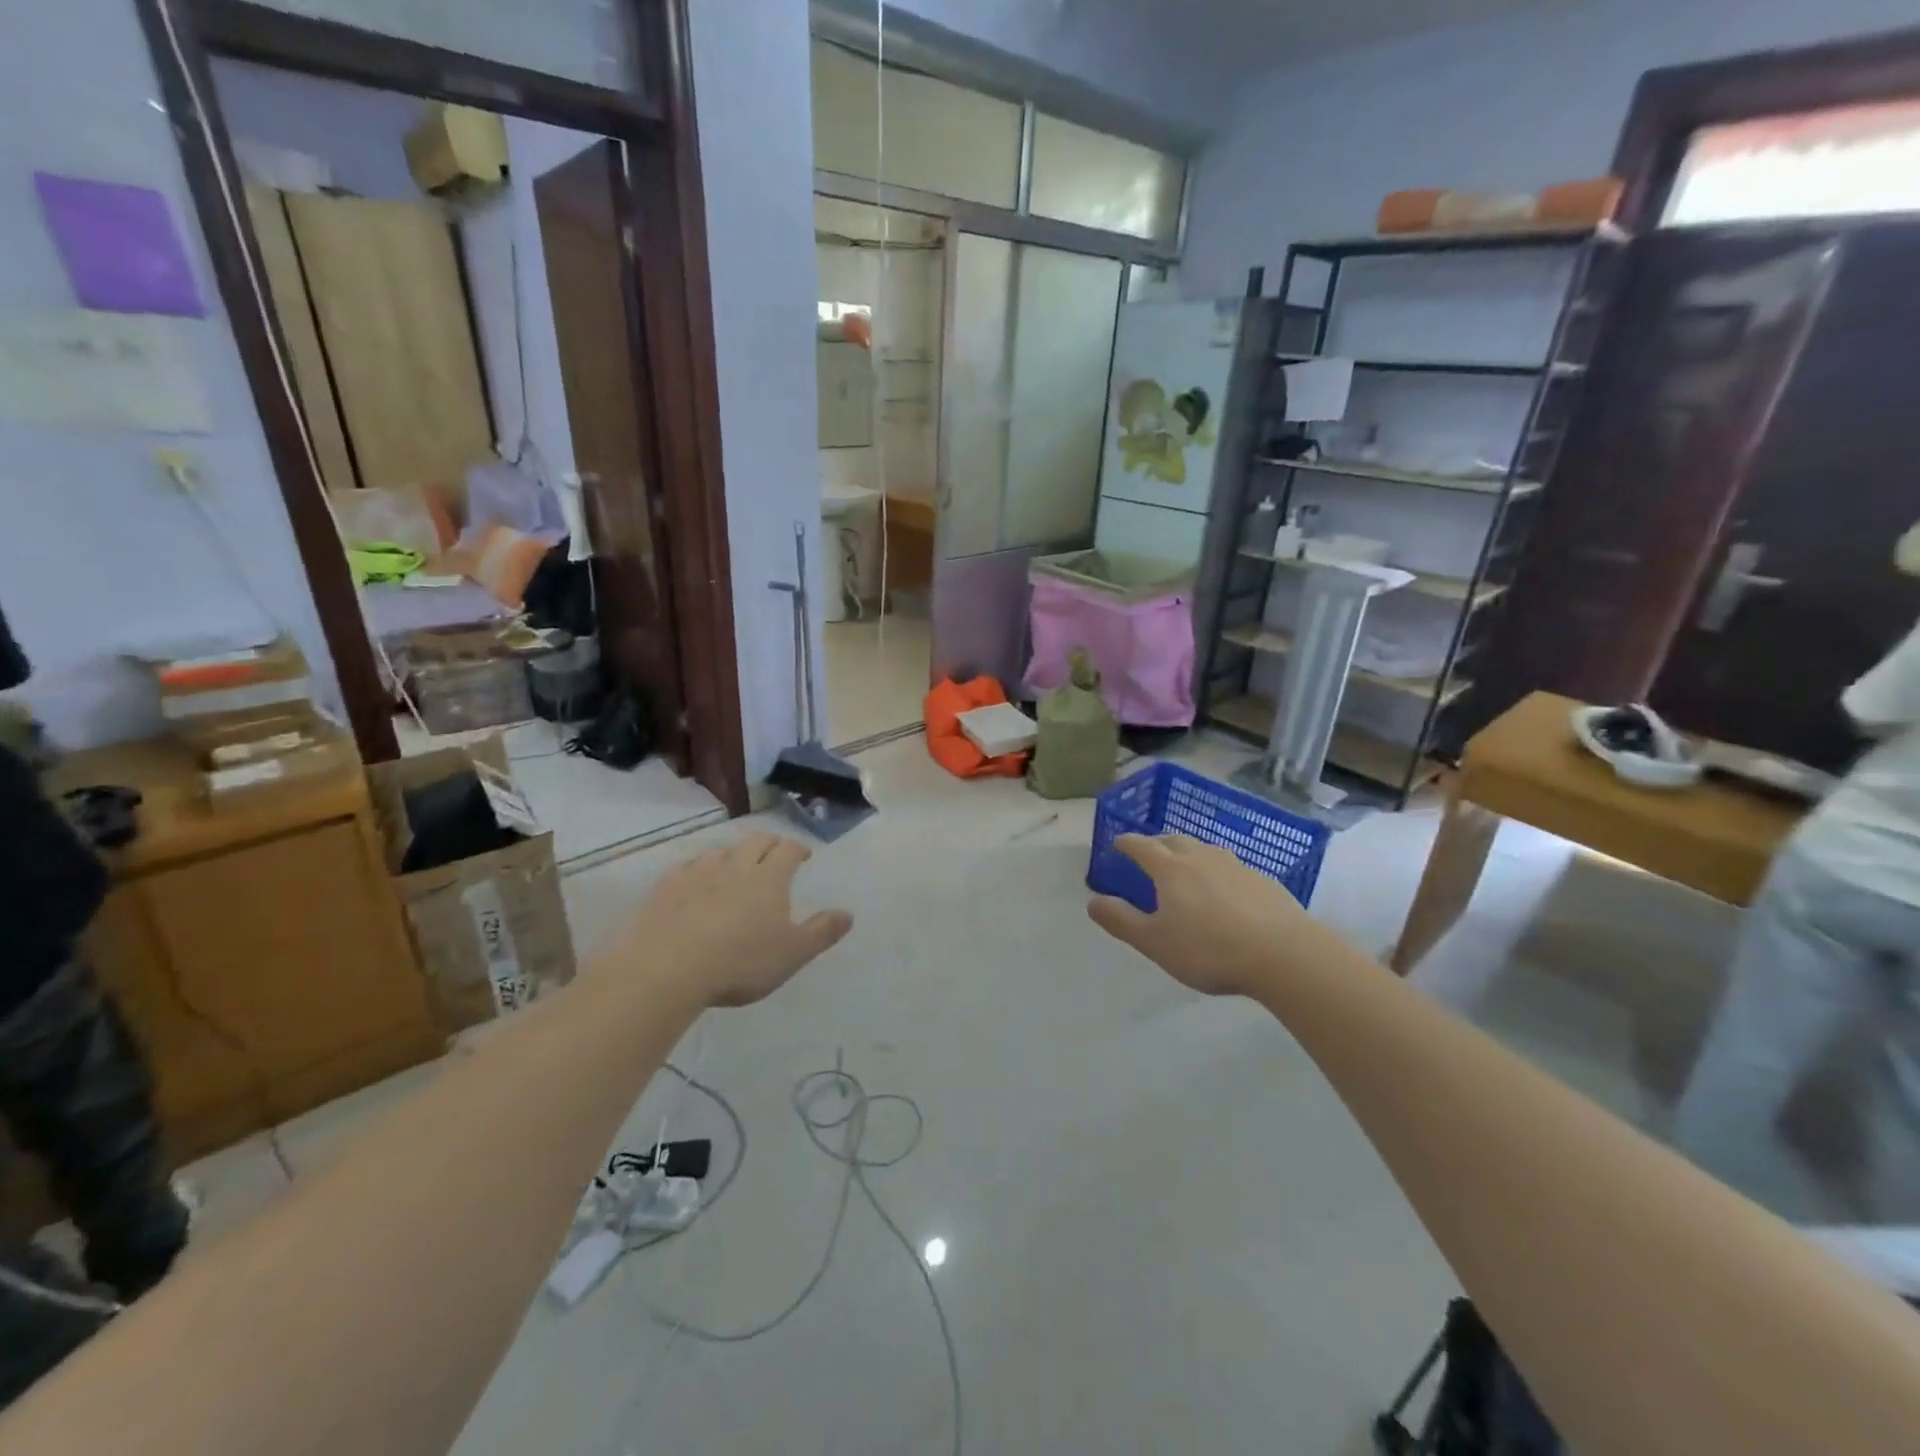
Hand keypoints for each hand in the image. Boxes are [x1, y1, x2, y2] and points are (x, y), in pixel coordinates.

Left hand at [612, 834, 851, 1006]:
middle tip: (775, 852)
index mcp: (769, 878)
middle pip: (756, 842)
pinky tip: (696, 879)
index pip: (788, 850)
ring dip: (734, 852)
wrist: (667, 969)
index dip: (798, 848)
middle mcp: (735, 865)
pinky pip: (687, 867)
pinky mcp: (666, 887)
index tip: (804, 854)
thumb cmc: (740, 962)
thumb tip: (848, 913)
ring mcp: (698, 873)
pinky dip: (698, 868)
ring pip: (721, 850)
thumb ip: (821, 932)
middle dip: (769, 843)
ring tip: (737, 864)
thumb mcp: (792, 954)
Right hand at [1087, 834, 1320, 997]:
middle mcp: (1202, 857)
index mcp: (1170, 869)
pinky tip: (1225, 893)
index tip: (1117, 842)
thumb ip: (1121, 921)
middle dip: (1158, 843)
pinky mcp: (1264, 881)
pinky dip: (1219, 873)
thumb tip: (1092, 901)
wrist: (1283, 954)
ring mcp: (1236, 866)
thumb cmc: (1209, 949)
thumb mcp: (1155, 942)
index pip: (1142, 846)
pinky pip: (1232, 869)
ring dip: (1190, 854)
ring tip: (1187, 869)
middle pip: (1174, 840)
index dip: (1126, 843)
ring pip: (1206, 851)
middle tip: (1150, 853)